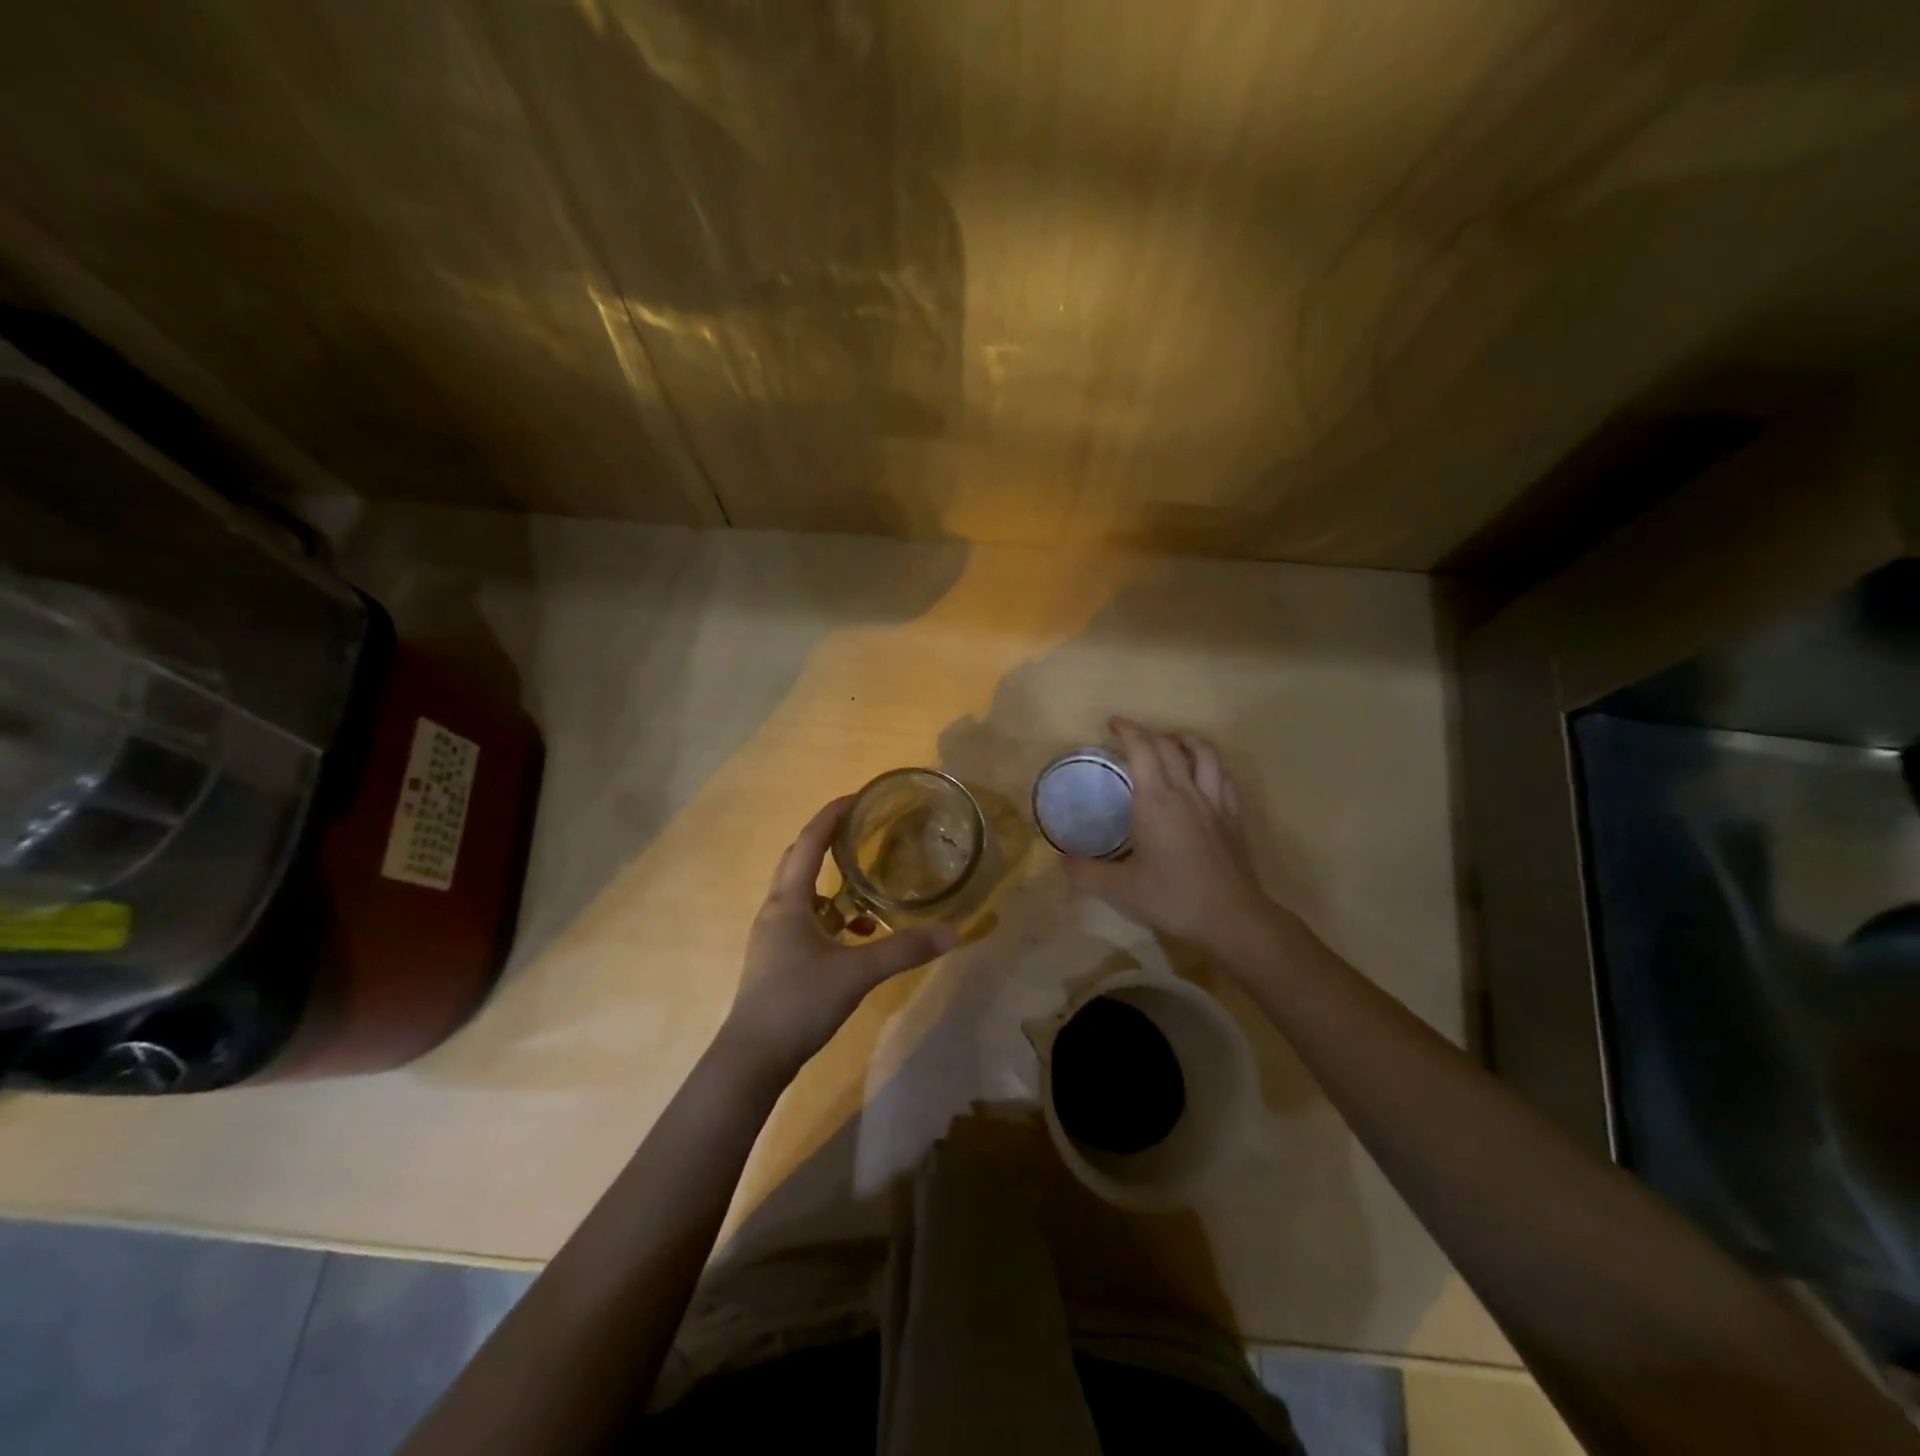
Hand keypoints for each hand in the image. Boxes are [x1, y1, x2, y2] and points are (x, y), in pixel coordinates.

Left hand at [720, 797, 959, 1079]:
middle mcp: (776, 910)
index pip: (809, 843)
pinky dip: (830, 918)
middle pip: (799, 862)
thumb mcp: (857, 973)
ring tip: (867, 890)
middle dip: (828, 843)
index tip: (856, 797)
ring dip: (832, 885)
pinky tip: (855, 938)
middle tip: (861, 831)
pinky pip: (804, 922)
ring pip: (803, 895)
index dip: (831, 816)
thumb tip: (953, 932)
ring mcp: (773, 936)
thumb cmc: (799, 1002)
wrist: (752, 1058)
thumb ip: (904, 950)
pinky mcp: (776, 959)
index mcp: (789, 901)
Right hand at [1064, 719, 1276, 951]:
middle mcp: (1186, 791)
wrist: (1231, 918)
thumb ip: (1084, 873)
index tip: (1112, 724)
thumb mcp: (1118, 889)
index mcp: (1156, 800)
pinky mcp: (1233, 817)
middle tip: (1131, 738)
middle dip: (1148, 733)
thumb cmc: (1172, 898)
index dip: (1127, 730)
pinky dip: (1208, 765)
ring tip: (1170, 743)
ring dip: (1184, 740)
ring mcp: (1215, 802)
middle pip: (1170, 745)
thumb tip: (1060, 860)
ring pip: (1204, 753)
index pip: (1143, 749)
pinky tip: (1201, 776)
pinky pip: (1223, 777)